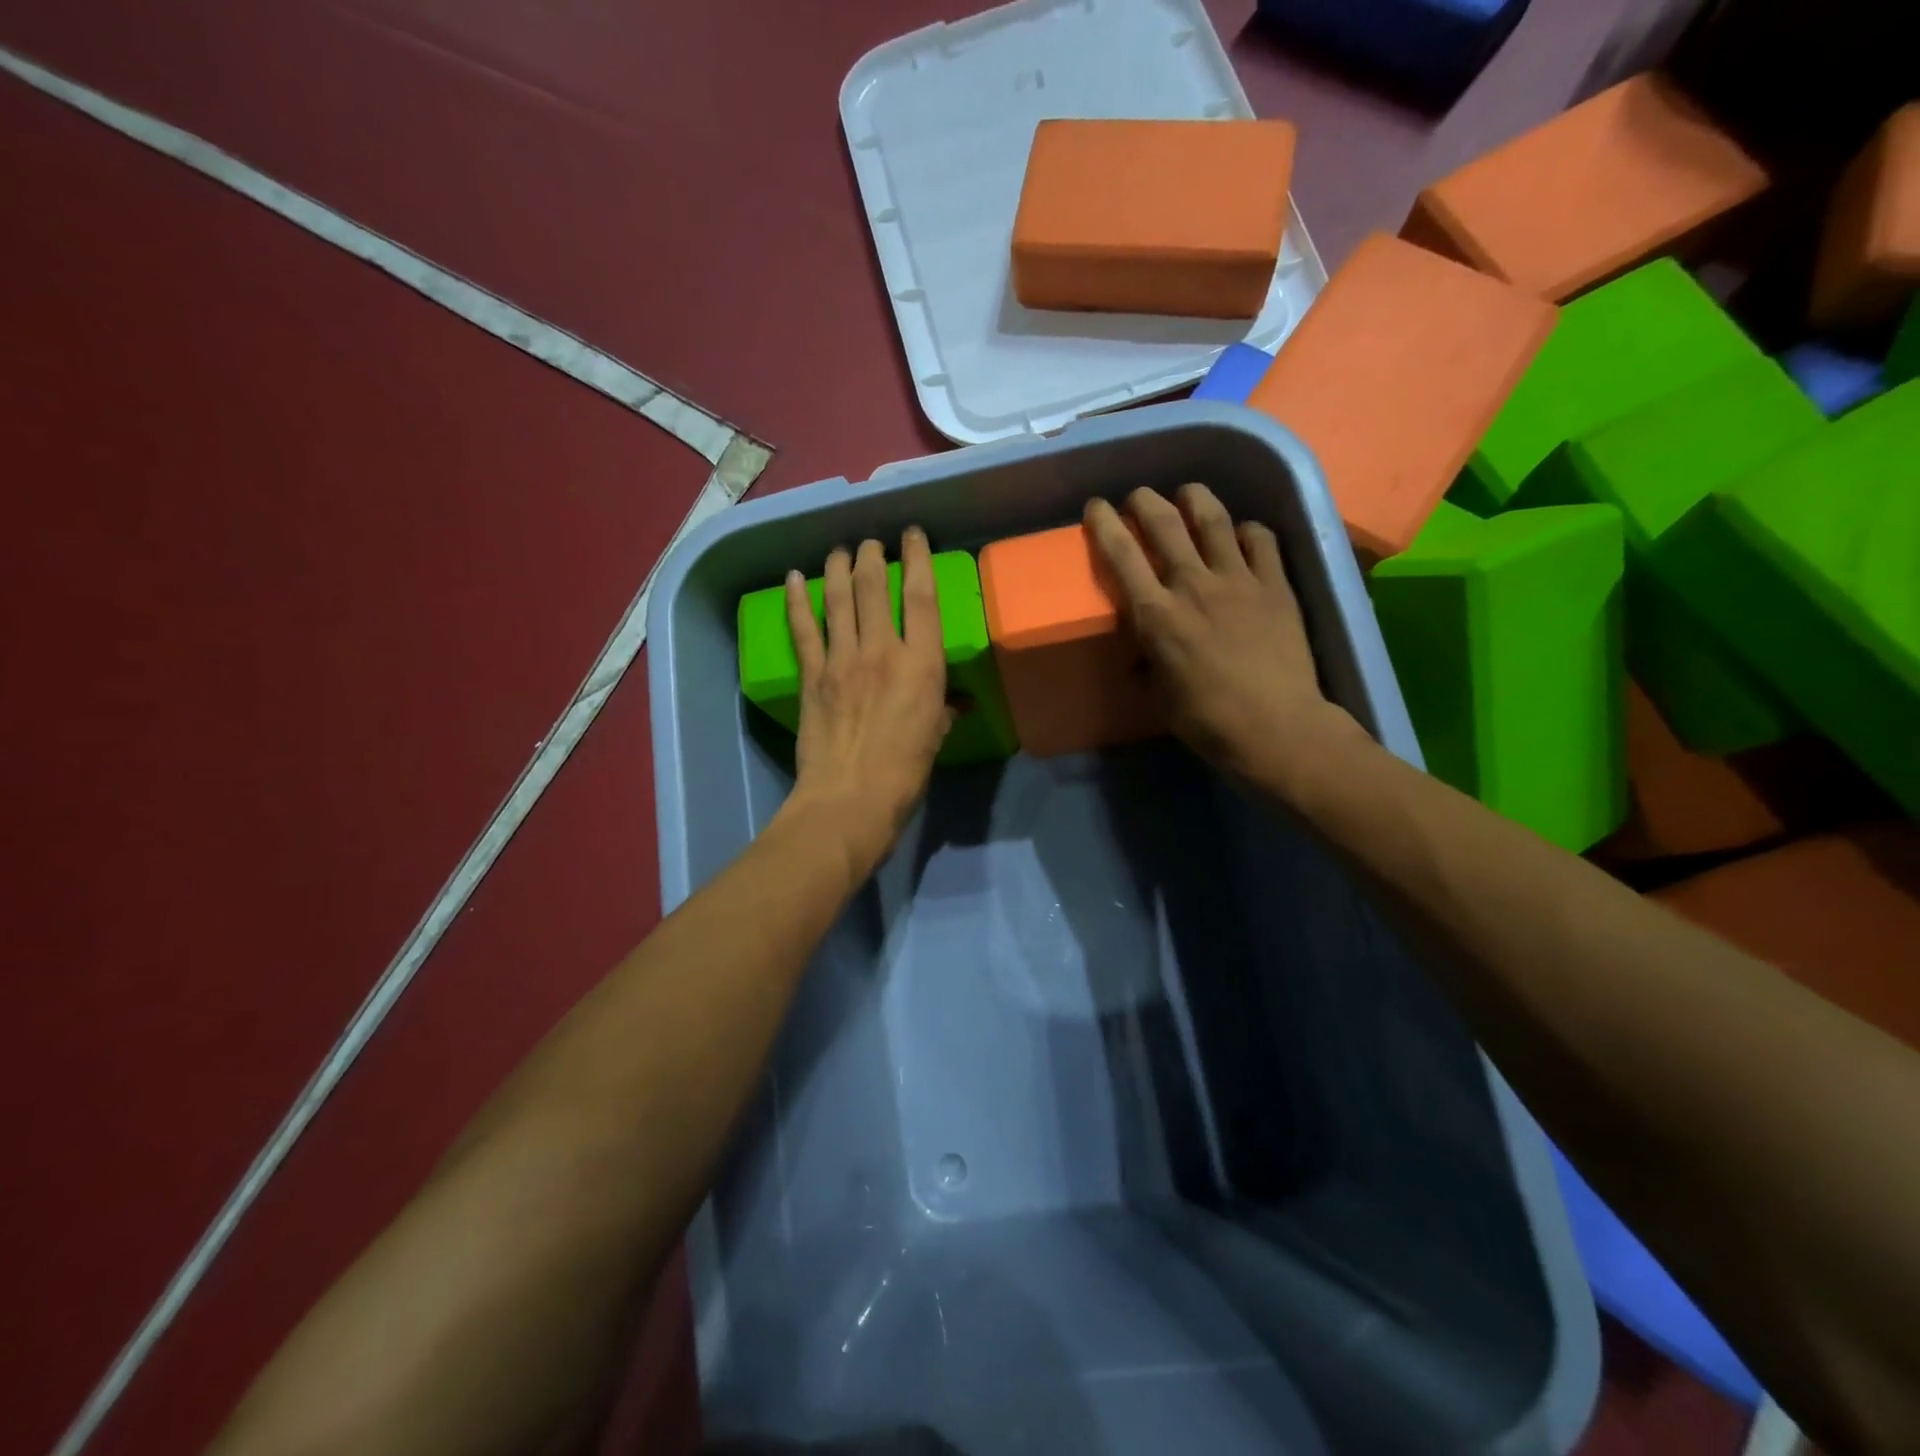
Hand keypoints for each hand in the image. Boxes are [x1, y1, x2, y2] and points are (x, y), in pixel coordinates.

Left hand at [779, 528, 954, 879]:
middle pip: (874, 587)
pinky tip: (792, 579)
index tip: (912, 535)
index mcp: (922, 665)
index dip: (918, 559)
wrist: (851, 799)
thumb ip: (943, 711)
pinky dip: (796, 601)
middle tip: (872, 544)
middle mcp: (882, 650)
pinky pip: (803, 629)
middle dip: (873, 557)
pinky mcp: (812, 675)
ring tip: (840, 551)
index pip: (922, 597)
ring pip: (837, 599)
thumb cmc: (906, 773)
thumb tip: (955, 703)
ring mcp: (842, 660)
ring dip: (838, 568)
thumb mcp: (936, 738)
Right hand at [1084, 485, 1357, 785]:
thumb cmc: (1207, 720)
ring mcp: (1239, 579)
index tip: (1096, 507)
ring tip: (1188, 493)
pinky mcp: (1276, 584)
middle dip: (1145, 501)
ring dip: (1195, 498)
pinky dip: (1246, 530)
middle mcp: (1193, 585)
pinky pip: (1260, 539)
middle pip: (1164, 523)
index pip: (1122, 555)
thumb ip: (1146, 666)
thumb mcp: (1160, 696)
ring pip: (1213, 519)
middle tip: (1138, 497)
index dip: (1104, 524)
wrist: (1275, 727)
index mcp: (1157, 615)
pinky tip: (1242, 535)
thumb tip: (1140, 659)